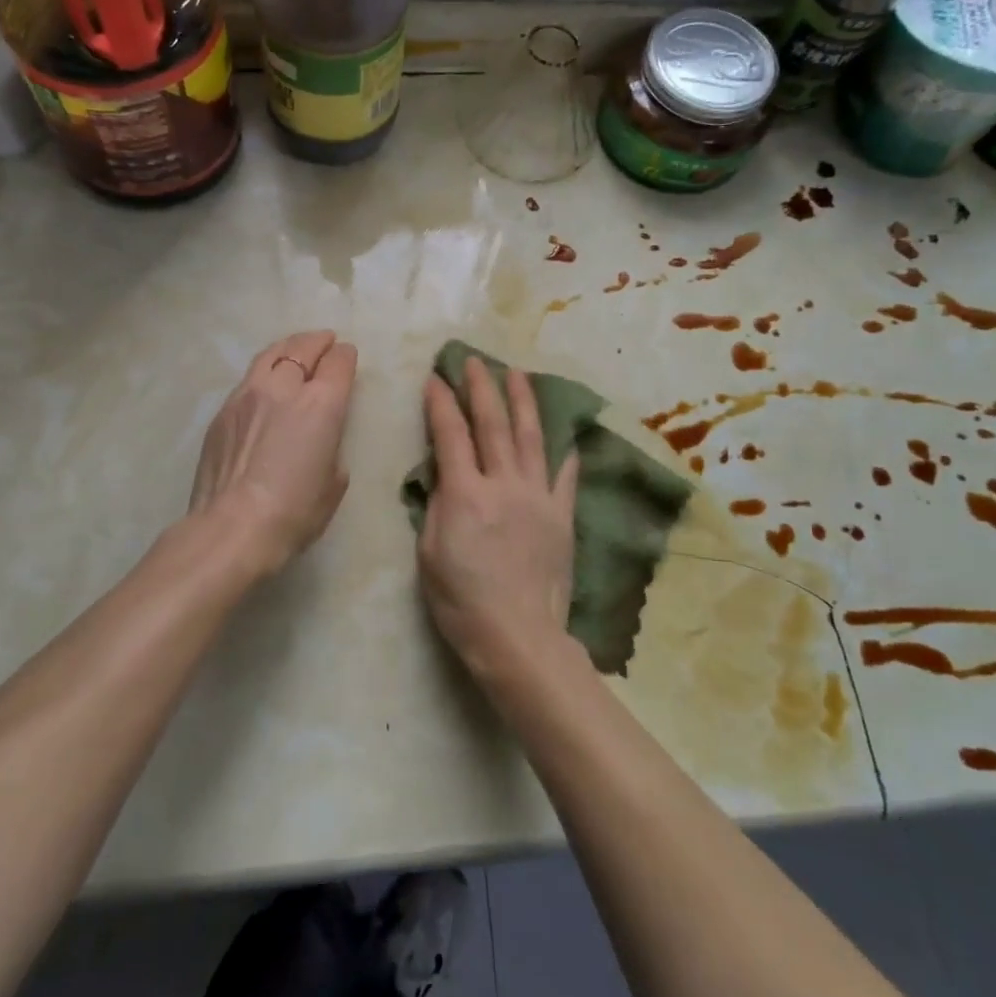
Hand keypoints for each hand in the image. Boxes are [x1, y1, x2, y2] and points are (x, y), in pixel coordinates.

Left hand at [189, 331, 358, 579]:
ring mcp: (247, 395)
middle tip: (326, 341)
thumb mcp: (334, 483)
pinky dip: (264, 373)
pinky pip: (248, 379)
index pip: (338, 362)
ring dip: (288, 348)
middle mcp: (284, 388)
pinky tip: (265, 385)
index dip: (346, 356)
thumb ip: (332, 448)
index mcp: (322, 404)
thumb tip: (320, 440)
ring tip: (295, 349)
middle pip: (303, 347)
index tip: (347, 357)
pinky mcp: (222, 411)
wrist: (232, 528)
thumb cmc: (294, 512)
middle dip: (318, 341)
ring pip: (270, 355)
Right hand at [418, 357, 579, 682]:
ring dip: (523, 401)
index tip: (435, 377)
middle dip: (482, 387)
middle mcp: (504, 484)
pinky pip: (564, 475)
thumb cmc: (462, 601)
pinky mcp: (562, 515)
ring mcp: (538, 497)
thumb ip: (438, 505)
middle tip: (475, 360)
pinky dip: (563, 451)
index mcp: (465, 494)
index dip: (441, 403)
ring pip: (530, 437)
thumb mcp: (430, 553)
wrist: (518, 636)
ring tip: (517, 373)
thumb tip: (444, 474)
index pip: (450, 434)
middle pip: (493, 424)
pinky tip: (565, 433)